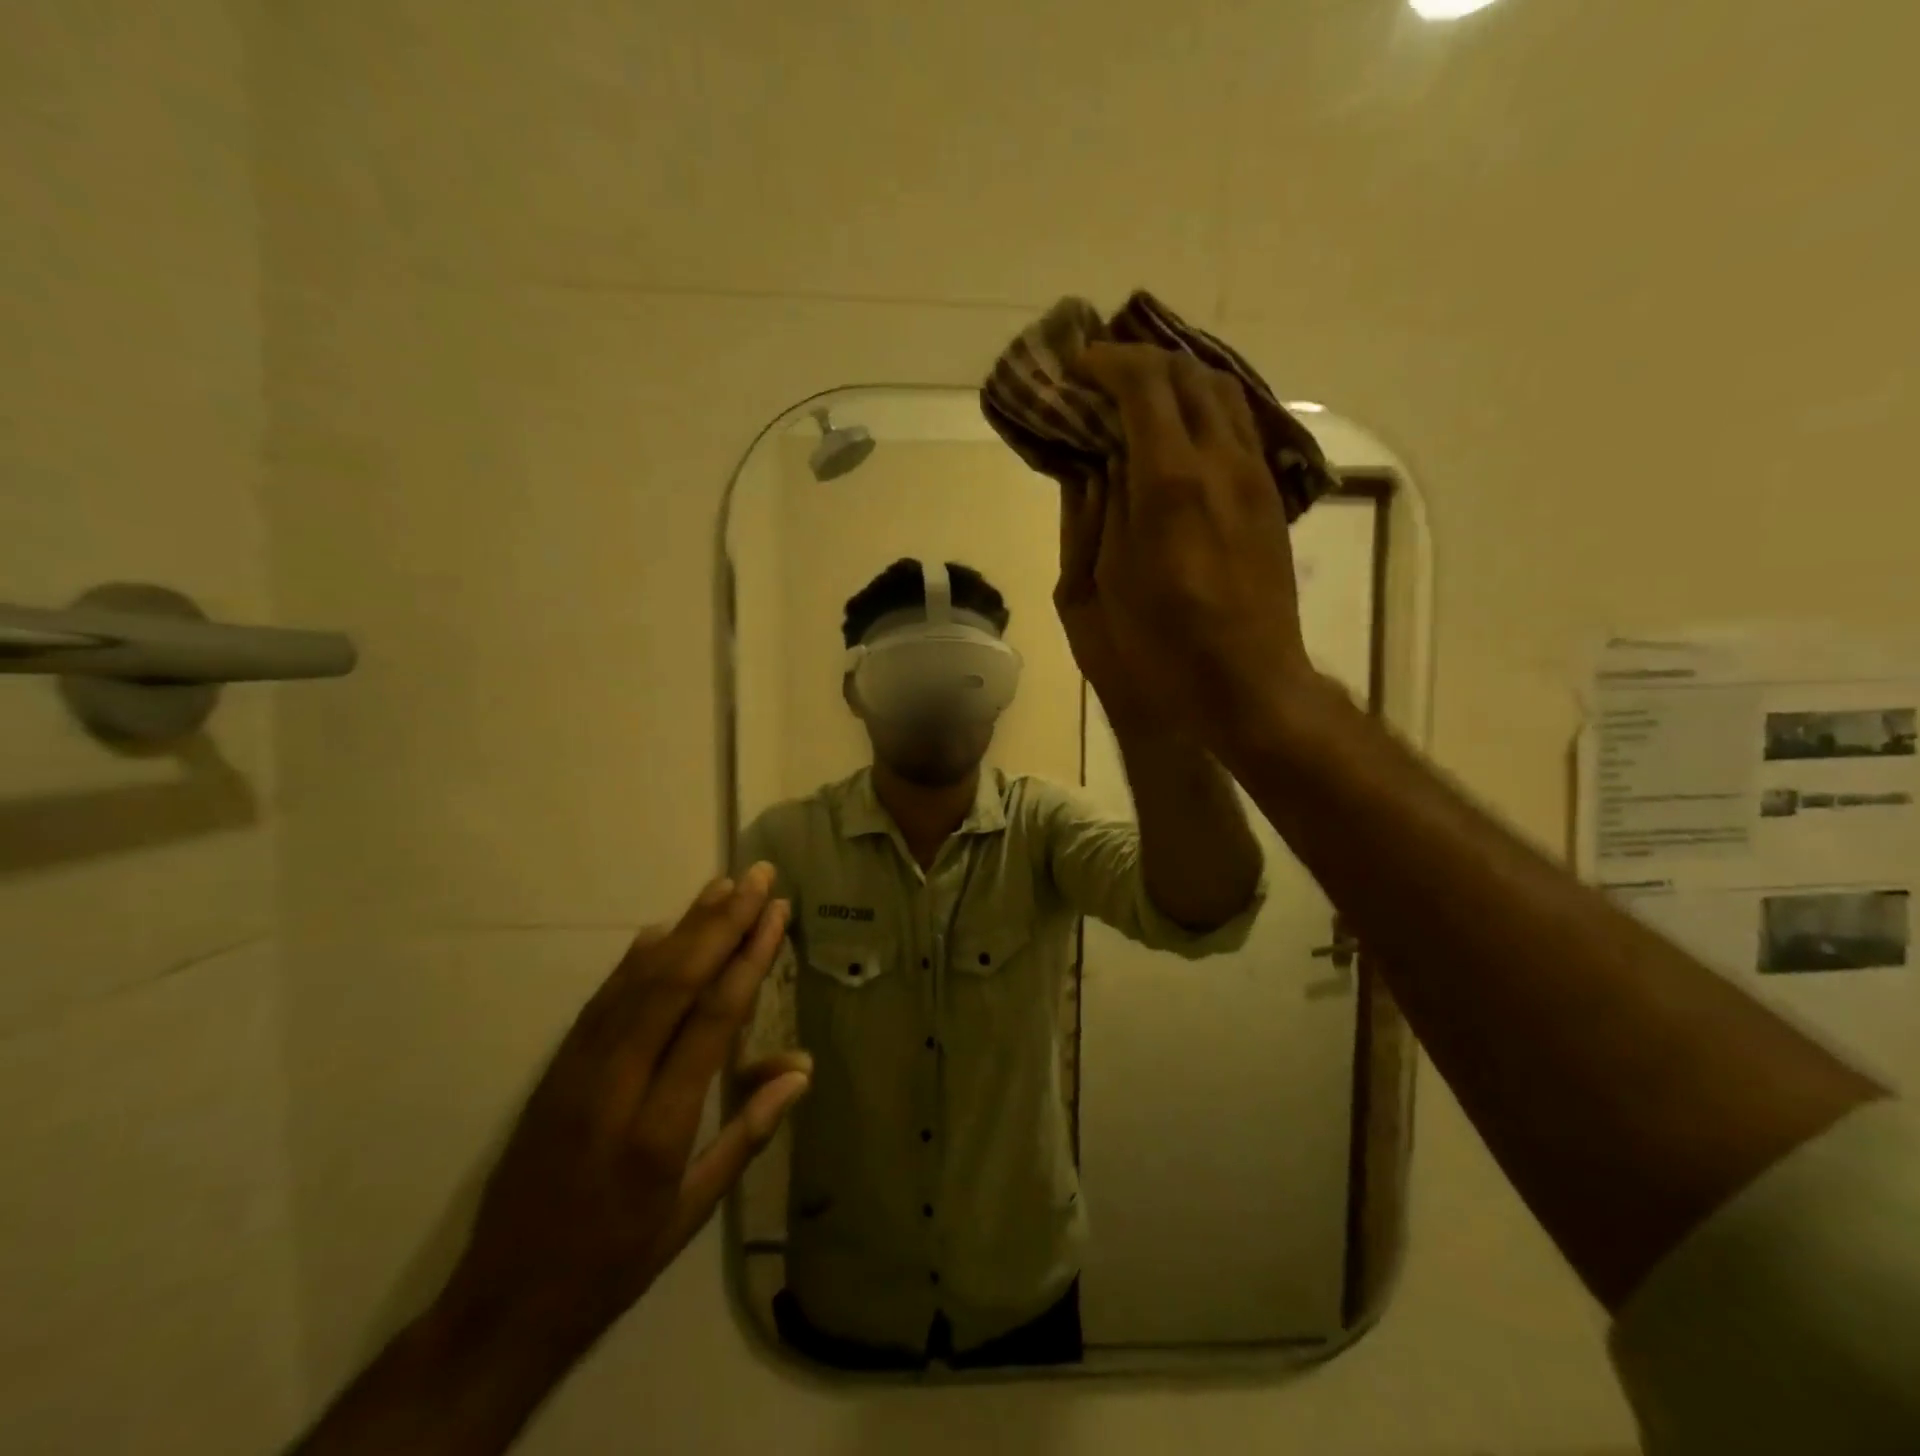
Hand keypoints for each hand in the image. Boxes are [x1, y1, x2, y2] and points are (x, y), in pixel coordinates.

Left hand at [440, 864, 808, 1348]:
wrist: (500, 1303)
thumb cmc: (613, 1262)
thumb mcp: (690, 1215)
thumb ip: (747, 1135)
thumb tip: (801, 1070)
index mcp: (658, 1129)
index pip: (712, 1020)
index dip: (748, 958)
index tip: (775, 913)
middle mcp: (614, 1085)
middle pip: (674, 983)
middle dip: (721, 923)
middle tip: (758, 877)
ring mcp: (576, 1070)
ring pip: (637, 980)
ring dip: (684, 927)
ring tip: (722, 886)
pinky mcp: (556, 1068)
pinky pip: (604, 998)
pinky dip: (638, 957)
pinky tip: (663, 930)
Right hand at [1069, 345, 1316, 747]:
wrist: (1245, 688)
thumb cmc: (1156, 653)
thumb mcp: (1095, 590)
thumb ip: (1092, 514)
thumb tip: (1093, 463)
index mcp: (1169, 485)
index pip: (1145, 384)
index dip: (1107, 362)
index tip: (1077, 367)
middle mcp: (1222, 464)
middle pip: (1189, 375)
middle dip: (1142, 362)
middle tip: (1102, 377)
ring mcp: (1255, 479)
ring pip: (1223, 394)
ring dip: (1178, 381)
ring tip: (1139, 398)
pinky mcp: (1270, 500)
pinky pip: (1240, 427)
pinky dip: (1204, 411)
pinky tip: (1178, 435)